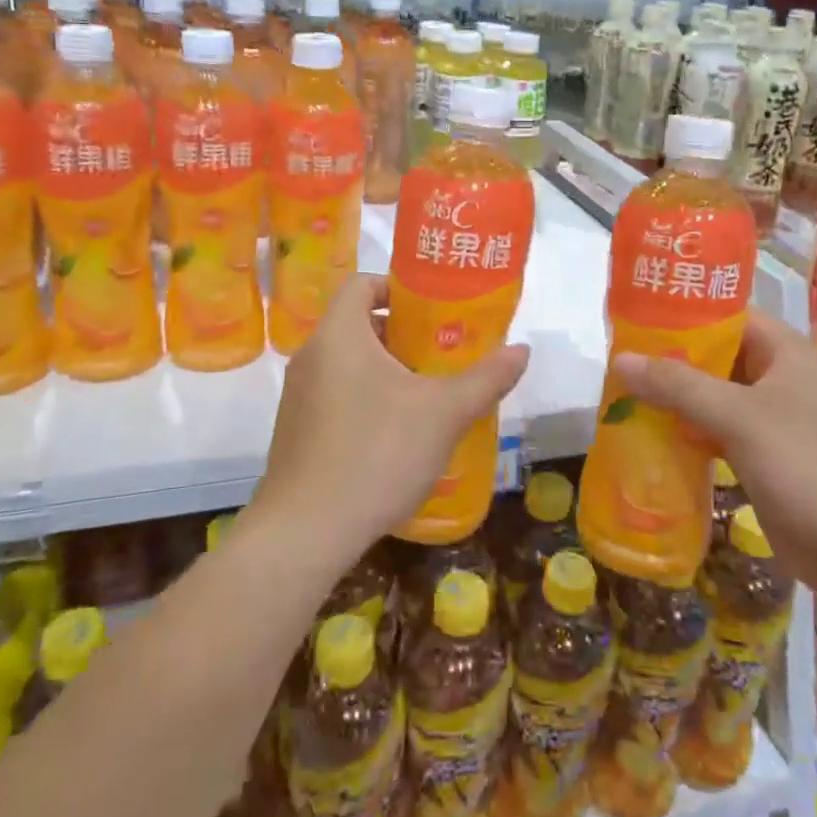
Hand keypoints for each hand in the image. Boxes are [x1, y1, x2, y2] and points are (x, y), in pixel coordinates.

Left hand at [252, 274, 529, 565]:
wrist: (306, 532)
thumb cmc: (377, 453)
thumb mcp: (444, 413)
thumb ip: (486, 378)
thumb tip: (522, 350)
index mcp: (339, 334)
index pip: (362, 284)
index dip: (398, 288)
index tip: (433, 311)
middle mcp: (311, 356)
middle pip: (357, 324)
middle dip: (402, 334)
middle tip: (441, 354)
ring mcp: (297, 396)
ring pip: (347, 363)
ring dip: (385, 369)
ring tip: (426, 394)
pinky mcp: (295, 431)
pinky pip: (334, 395)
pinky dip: (365, 398)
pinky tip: (395, 435)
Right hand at [612, 309, 816, 601]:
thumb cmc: (806, 466)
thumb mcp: (739, 416)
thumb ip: (679, 385)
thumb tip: (621, 360)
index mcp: (786, 353)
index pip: (730, 314)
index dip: (686, 312)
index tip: (638, 316)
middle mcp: (781, 379)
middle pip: (718, 355)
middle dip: (672, 358)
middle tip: (622, 357)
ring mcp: (774, 421)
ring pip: (715, 396)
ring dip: (676, 397)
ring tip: (625, 392)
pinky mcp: (764, 457)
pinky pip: (718, 431)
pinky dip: (688, 430)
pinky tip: (652, 434)